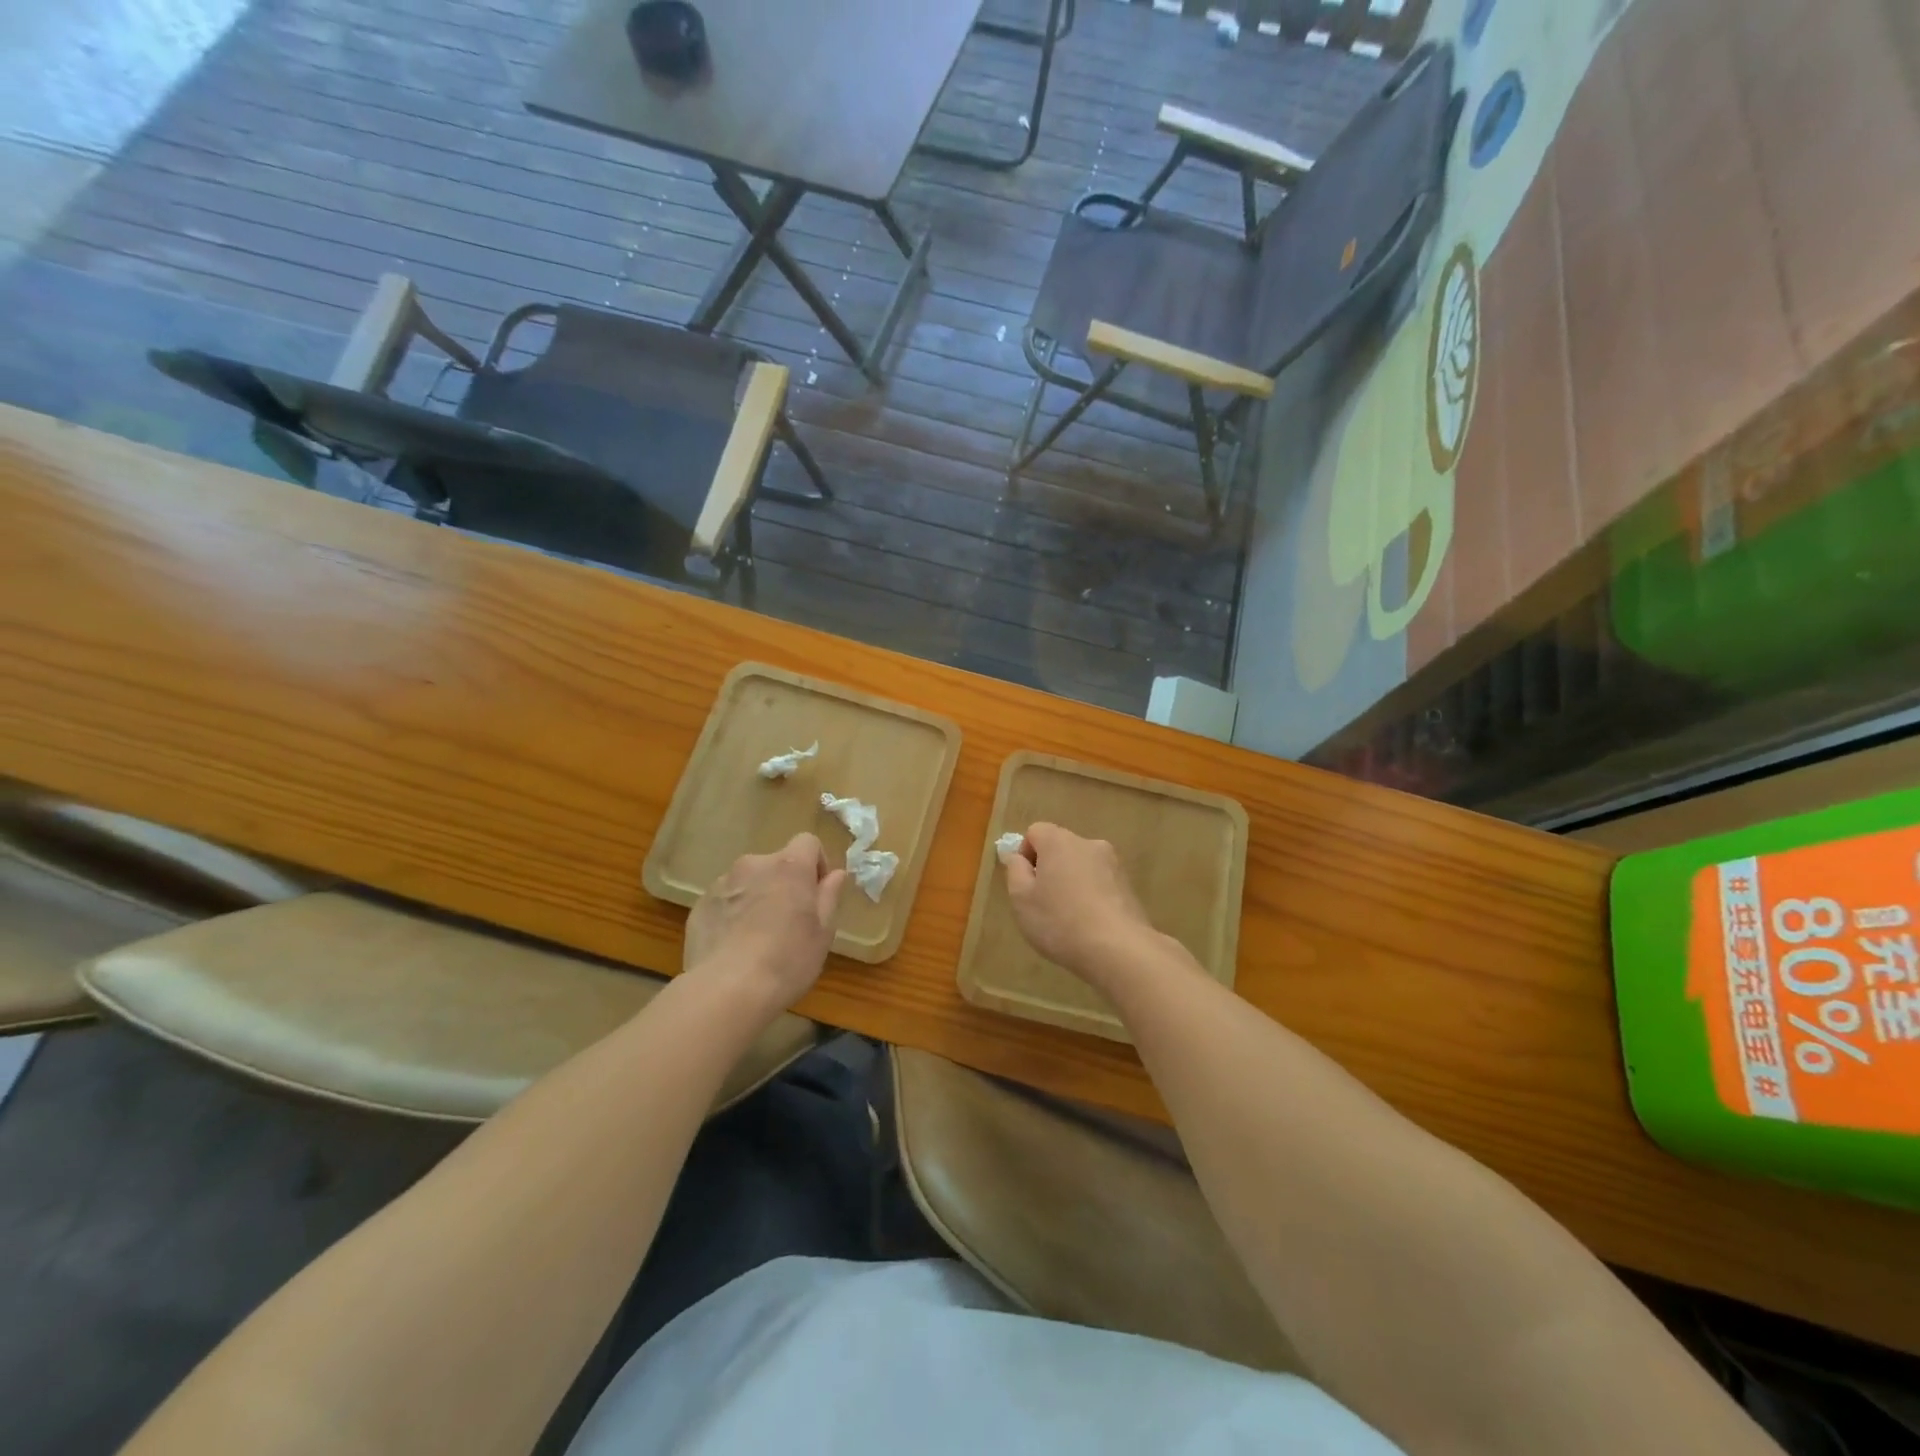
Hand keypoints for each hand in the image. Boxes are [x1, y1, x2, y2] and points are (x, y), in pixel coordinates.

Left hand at [684, 833, 846, 1011]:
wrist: (727, 990)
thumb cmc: (787, 960)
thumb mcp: (823, 933)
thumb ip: (829, 896)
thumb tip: (836, 874)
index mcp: (789, 866)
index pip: (808, 842)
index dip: (816, 863)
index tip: (817, 893)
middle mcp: (754, 865)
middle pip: (776, 863)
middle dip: (784, 884)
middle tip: (788, 922)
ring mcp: (722, 883)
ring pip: (748, 882)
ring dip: (757, 897)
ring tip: (757, 937)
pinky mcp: (700, 905)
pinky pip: (724, 901)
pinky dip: (732, 914)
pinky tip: (734, 947)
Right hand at [1003, 822, 1158, 986]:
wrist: (1118, 949)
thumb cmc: (1060, 921)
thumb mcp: (1021, 899)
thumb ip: (1015, 871)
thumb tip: (1020, 858)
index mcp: (1059, 841)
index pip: (1035, 832)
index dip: (1025, 855)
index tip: (1026, 885)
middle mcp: (1089, 844)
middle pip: (1061, 849)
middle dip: (1049, 870)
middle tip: (1043, 904)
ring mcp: (1114, 865)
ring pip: (1082, 867)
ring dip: (1072, 884)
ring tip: (1069, 919)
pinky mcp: (1129, 887)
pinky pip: (1100, 884)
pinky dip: (1091, 898)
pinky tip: (1090, 926)